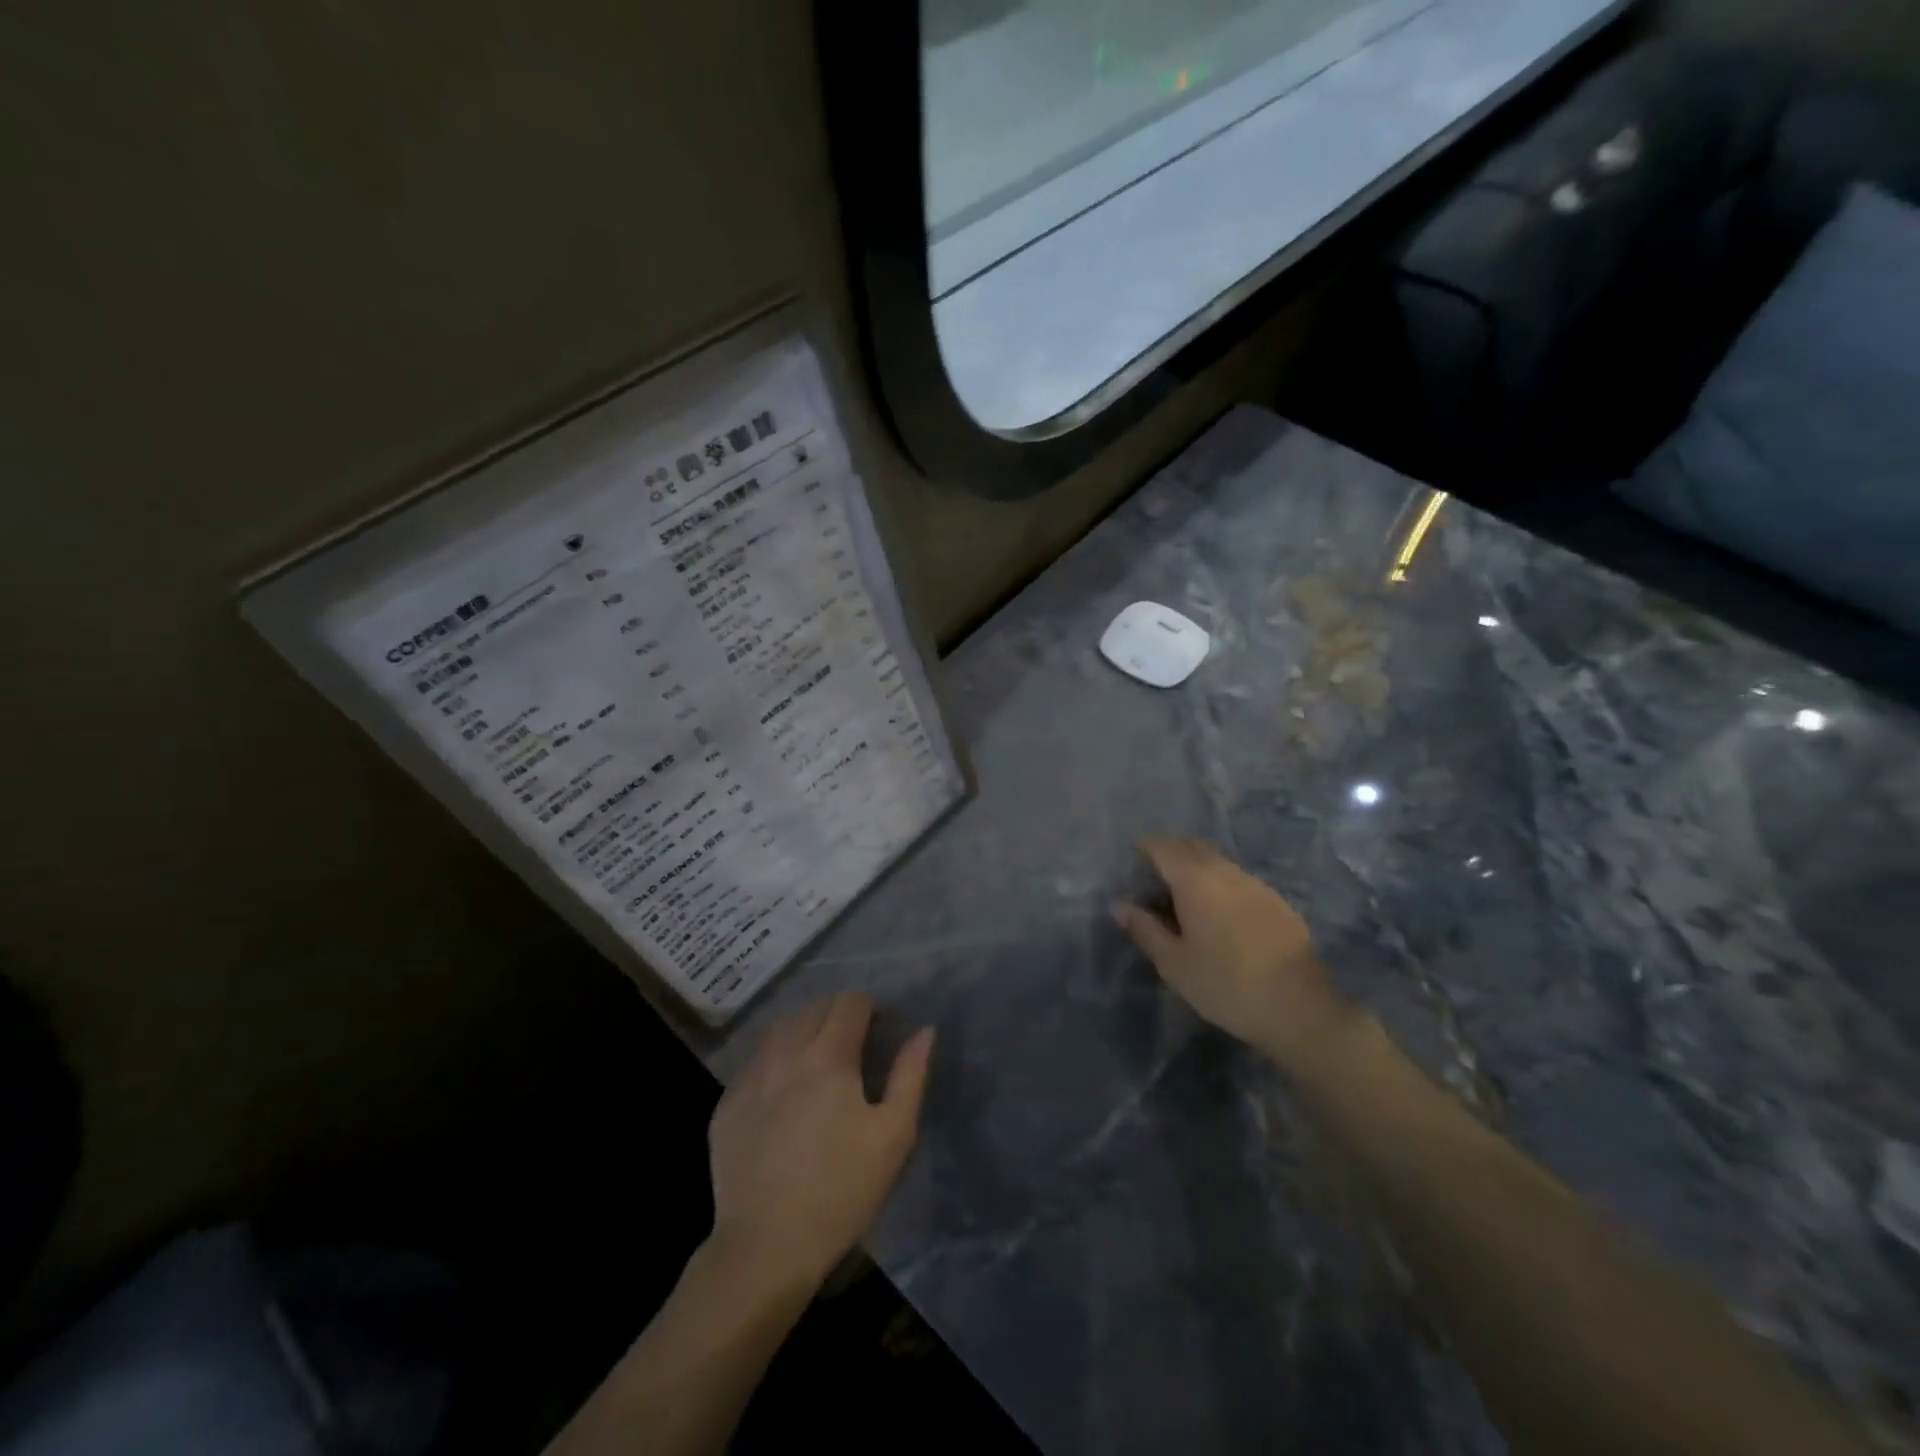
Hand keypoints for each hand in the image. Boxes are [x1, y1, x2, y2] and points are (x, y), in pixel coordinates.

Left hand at [707, 993, 933, 1291]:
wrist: (765, 1248)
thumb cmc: (841, 1191)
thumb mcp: (894, 1134)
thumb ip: (910, 1074)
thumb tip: (924, 1030)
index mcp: (828, 1056)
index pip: (850, 1003)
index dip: (871, 1008)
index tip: (882, 1029)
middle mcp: (785, 1053)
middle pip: (814, 1008)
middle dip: (839, 1014)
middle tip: (856, 1044)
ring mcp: (750, 1077)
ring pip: (781, 1029)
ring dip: (805, 1030)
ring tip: (820, 1058)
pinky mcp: (726, 1104)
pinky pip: (756, 1061)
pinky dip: (776, 1058)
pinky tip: (785, 1089)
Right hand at [1113, 837, 1357, 1069]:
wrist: (1301, 1008)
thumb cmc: (1226, 985)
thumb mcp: (1174, 963)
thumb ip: (1144, 929)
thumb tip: (1119, 905)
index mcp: (1195, 881)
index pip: (1163, 847)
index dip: (1144, 849)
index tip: (1131, 862)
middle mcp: (1225, 872)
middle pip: (1192, 848)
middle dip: (1169, 854)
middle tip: (1152, 879)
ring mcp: (1255, 884)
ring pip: (1217, 862)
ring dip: (1195, 868)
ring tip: (1182, 898)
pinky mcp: (1276, 901)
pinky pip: (1237, 879)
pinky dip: (1219, 883)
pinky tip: (1217, 915)